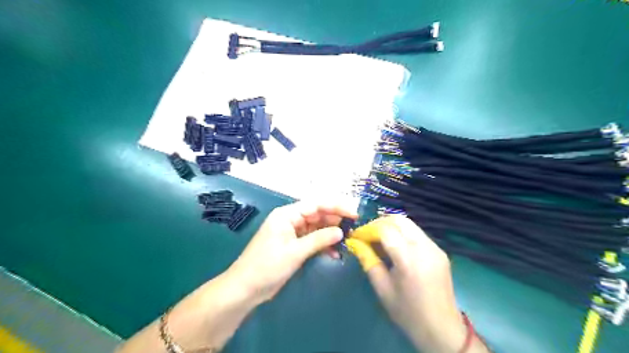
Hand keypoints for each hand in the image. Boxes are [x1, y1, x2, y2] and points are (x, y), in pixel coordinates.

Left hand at [226, 200, 354, 304]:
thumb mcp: (295, 252)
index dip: (336, 207)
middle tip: (354, 228)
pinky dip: (323, 244)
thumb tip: (341, 231)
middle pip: (317, 214)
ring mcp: (292, 233)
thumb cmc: (267, 266)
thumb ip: (319, 239)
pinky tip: (335, 252)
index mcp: (287, 215)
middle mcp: (291, 220)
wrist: (246, 288)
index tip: (354, 214)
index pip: (316, 204)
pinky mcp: (294, 245)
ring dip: (331, 233)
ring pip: (317, 228)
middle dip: (335, 220)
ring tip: (347, 240)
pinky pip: (312, 240)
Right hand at [346, 216, 482, 352]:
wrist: (442, 329)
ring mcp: (435, 247)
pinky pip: (417, 233)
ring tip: (378, 239)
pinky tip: (395, 246)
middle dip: (379, 223)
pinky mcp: (439, 251)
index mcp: (409, 259)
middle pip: (399, 220)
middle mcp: (424, 247)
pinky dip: (402, 233)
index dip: (368, 230)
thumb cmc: (408, 312)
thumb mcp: (382, 288)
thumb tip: (355, 243)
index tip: (356, 237)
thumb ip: (368, 260)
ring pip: (409, 224)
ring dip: (391, 226)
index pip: (385, 230)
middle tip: (366, 235)